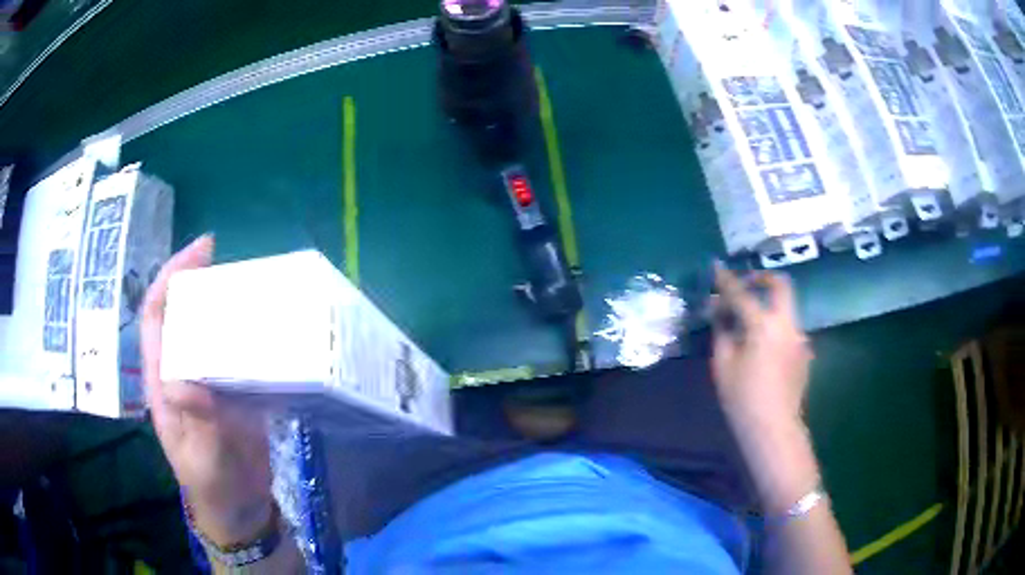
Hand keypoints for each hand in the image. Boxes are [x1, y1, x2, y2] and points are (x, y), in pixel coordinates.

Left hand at [141, 235, 273, 545]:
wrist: (239, 508)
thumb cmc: (214, 486)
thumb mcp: (203, 460)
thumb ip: (197, 422)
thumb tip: (185, 379)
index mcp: (163, 382)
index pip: (156, 316)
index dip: (171, 278)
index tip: (202, 250)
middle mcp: (183, 371)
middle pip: (182, 312)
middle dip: (199, 279)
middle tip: (233, 263)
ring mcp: (209, 379)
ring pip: (209, 328)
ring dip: (226, 302)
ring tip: (256, 287)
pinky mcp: (233, 390)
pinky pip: (237, 350)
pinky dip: (250, 332)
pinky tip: (273, 326)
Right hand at [711, 263, 811, 428]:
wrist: (773, 428)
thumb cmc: (742, 399)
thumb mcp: (723, 365)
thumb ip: (722, 332)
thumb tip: (721, 313)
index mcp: (763, 326)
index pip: (741, 294)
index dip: (726, 280)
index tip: (716, 266)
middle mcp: (787, 324)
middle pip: (781, 285)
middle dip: (763, 278)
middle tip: (747, 284)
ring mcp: (800, 337)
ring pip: (786, 308)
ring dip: (769, 307)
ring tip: (750, 325)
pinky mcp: (805, 352)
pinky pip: (788, 330)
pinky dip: (774, 328)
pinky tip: (763, 349)